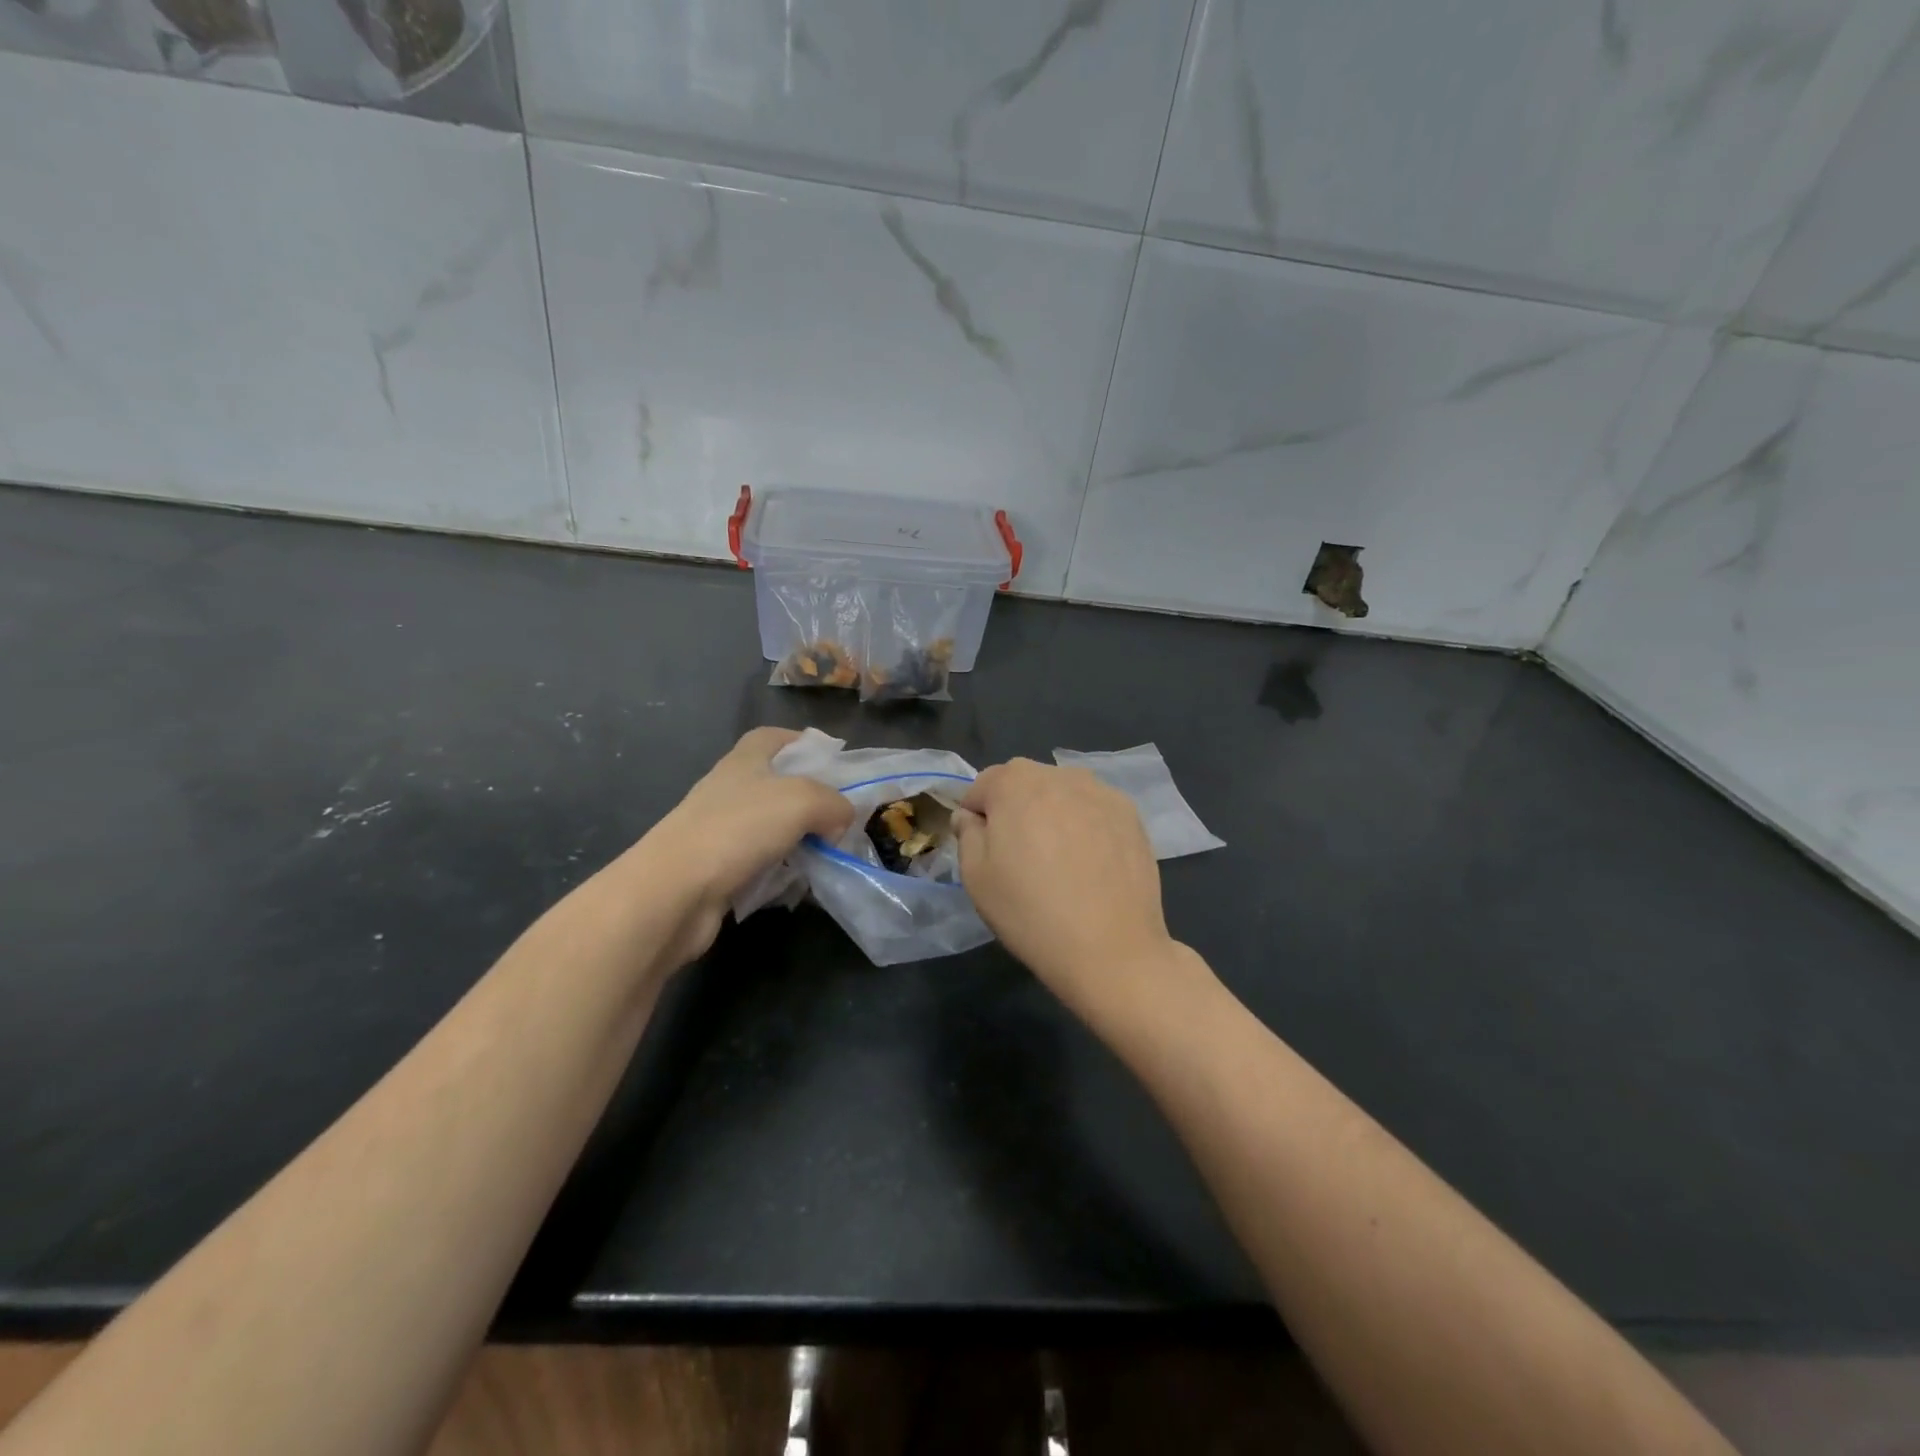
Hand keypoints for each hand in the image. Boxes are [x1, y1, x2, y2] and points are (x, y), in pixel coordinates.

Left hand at [645, 728, 852, 963]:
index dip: (802, 742)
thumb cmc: (738, 830)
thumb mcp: (802, 800)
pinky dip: (781, 870)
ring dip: (799, 838)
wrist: (674, 892)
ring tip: (828, 853)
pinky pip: (761, 862)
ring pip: (771, 826)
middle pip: (777, 784)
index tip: (834, 761)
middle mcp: (730, 790)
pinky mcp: (718, 868)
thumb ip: (834, 802)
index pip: (772, 737)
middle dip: (810, 798)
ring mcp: (720, 831)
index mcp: (744, 761)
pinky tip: (799, 883)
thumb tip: (840, 820)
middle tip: (841, 817)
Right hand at [956, 758, 1191, 1027]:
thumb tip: (970, 816)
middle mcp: (1059, 775)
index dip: (977, 816)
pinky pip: (1093, 810)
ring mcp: (1100, 791)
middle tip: (1020, 857)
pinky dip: (1085, 825)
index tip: (984, 851)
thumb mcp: (975, 876)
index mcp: (1014, 783)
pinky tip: (1089, 864)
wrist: (1110, 947)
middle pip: (1024, 783)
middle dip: (1015, 809)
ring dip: (1052, 814)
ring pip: (1062, 794)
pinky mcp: (1130, 814)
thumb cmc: (1030, 911)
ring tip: (1058, 860)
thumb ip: (967, 834)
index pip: (982, 785)